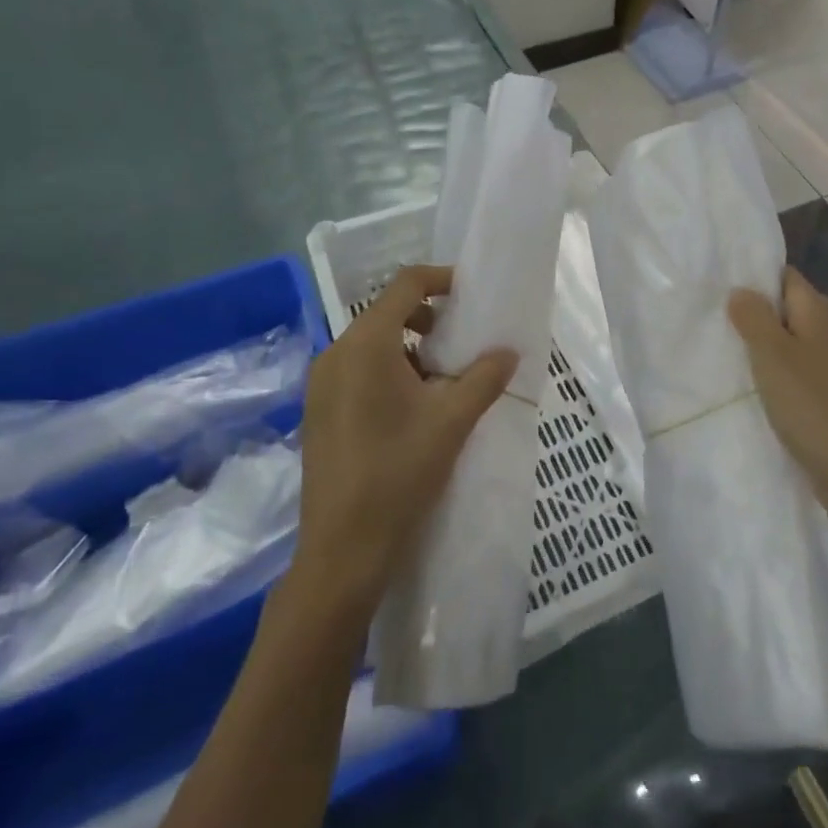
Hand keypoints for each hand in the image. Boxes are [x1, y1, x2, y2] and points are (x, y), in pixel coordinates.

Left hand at [284, 265, 516, 627]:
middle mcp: (335, 353)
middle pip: (386, 312)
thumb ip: (485, 378)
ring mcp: (320, 384)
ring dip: (410, 348)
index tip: (471, 294)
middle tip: (462, 342)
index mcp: (365, 345)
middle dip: (429, 318)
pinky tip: (413, 408)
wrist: (343, 548)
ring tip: (443, 380)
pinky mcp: (318, 410)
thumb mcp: (453, 421)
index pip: (404, 285)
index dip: (441, 279)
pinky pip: (357, 370)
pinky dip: (389, 370)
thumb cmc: (400, 472)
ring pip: (372, 344)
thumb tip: (509, 352)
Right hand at [728, 268, 827, 542]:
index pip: (787, 277)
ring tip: (721, 348)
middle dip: (755, 312)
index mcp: (817, 314)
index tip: (719, 281)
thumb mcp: (773, 354)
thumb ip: (755, 318)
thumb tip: (741, 290)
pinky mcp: (826, 399)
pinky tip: (747, 386)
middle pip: (788, 310)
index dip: (756, 275)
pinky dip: (772, 375)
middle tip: (713, 317)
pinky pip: (793, 374)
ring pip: (790, 344)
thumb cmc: (812, 405)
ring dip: (761, 346)